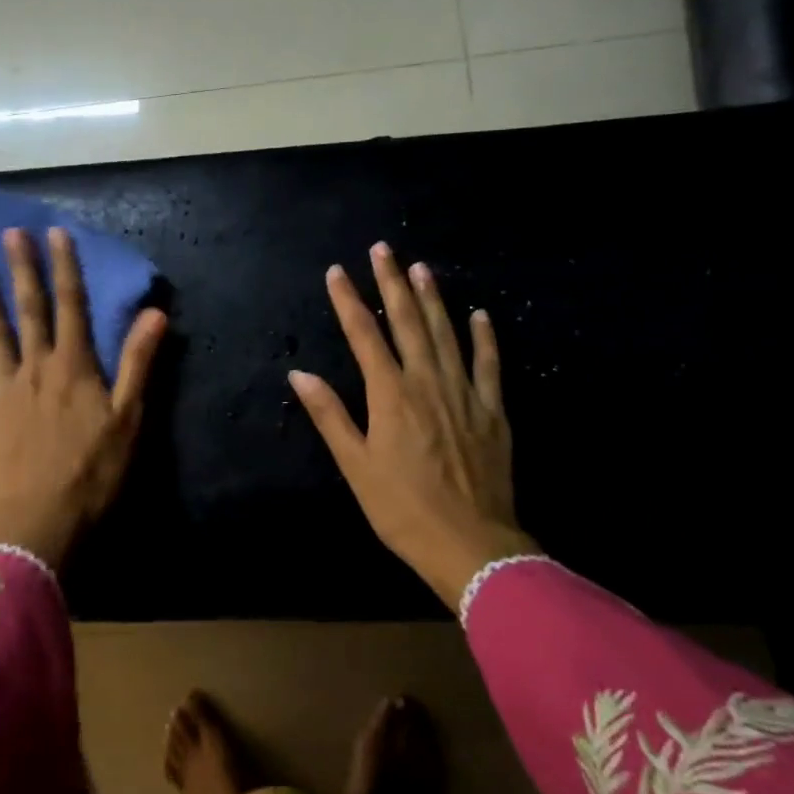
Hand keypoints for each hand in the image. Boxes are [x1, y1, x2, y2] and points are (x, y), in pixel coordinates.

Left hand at [0, 226, 166, 568]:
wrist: (45, 517)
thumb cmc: (95, 469)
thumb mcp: (129, 416)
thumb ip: (139, 362)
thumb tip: (155, 312)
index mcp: (74, 366)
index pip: (71, 305)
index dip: (65, 267)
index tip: (55, 232)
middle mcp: (36, 368)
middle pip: (29, 311)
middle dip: (22, 270)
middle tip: (10, 234)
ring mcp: (5, 391)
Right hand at [289, 242, 540, 609]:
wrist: (471, 544)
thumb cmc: (402, 509)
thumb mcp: (356, 466)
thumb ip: (329, 415)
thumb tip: (299, 373)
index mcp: (391, 395)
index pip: (364, 335)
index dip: (348, 301)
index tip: (336, 271)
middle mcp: (428, 382)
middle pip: (407, 322)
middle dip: (392, 283)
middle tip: (383, 249)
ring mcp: (465, 393)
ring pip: (447, 333)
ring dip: (433, 298)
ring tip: (422, 267)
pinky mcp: (494, 411)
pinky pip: (490, 364)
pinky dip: (485, 337)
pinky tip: (480, 314)